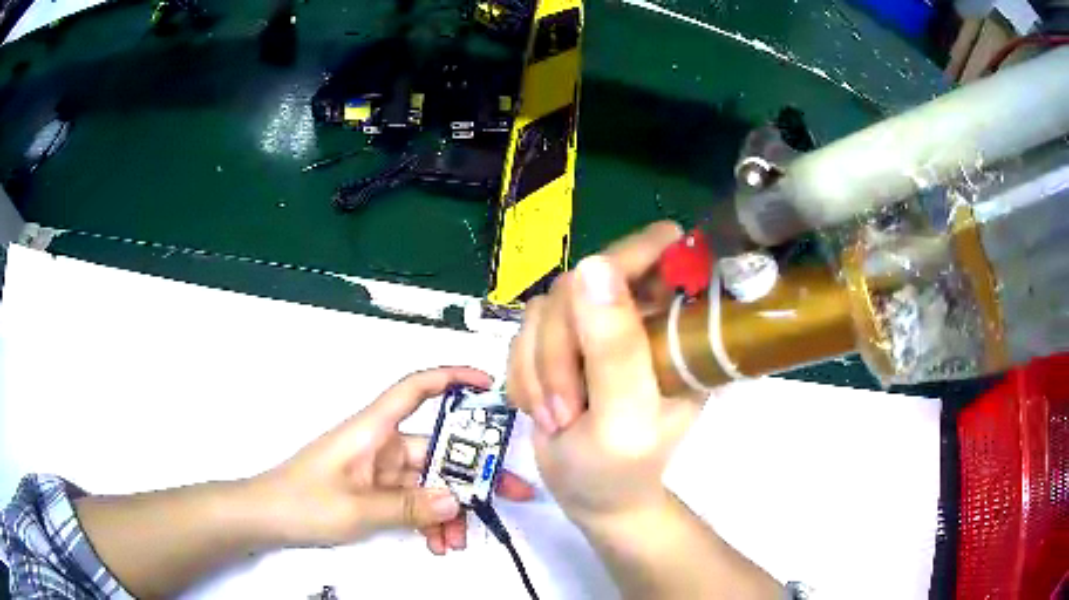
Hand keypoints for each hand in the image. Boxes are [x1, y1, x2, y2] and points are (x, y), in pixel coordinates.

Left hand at [254, 367, 534, 553]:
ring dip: (448, 510)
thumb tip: (456, 500)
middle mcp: (381, 445)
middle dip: (472, 475)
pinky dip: (428, 521)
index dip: (453, 379)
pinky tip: (436, 544)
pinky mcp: (376, 492)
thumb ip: (408, 506)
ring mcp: (380, 471)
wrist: (266, 518)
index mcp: (373, 430)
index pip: (416, 390)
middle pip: (437, 449)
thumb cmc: (302, 502)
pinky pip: (414, 502)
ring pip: (429, 483)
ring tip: (458, 541)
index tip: (489, 386)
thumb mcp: (357, 508)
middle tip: (509, 495)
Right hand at [507, 222, 701, 522]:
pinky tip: (540, 408)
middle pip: (581, 284)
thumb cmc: (621, 468)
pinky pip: (522, 332)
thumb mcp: (625, 416)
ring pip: (544, 309)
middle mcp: (637, 315)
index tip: (601, 288)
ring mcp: (594, 326)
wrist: (588, 495)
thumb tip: (594, 264)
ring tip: (557, 417)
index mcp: (675, 327)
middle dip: (559, 350)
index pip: (661, 256)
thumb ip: (615, 348)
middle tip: (566, 408)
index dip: (633, 255)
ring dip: (539, 369)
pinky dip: (523, 374)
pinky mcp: (559, 341)